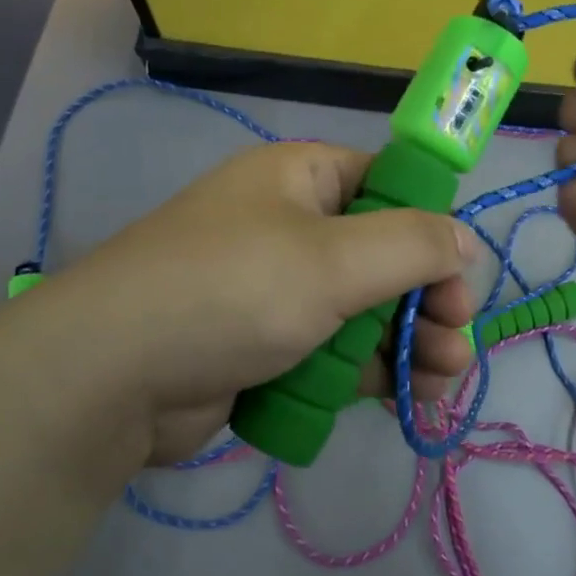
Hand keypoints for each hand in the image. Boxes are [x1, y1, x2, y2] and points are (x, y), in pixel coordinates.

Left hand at [43, 142, 476, 464]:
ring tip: (440, 379)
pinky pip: (334, 349)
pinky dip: (370, 370)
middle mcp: (290, 225)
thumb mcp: (334, 259)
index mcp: (302, 178)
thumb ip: (412, 245)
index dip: (430, 228)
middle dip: (426, 298)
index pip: (388, 186)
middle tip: (453, 340)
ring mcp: (275, 289)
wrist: (111, 377)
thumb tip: (463, 240)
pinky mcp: (266, 345)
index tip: (457, 276)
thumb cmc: (232, 291)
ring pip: (364, 309)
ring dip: (408, 341)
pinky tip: (406, 396)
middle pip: (383, 255)